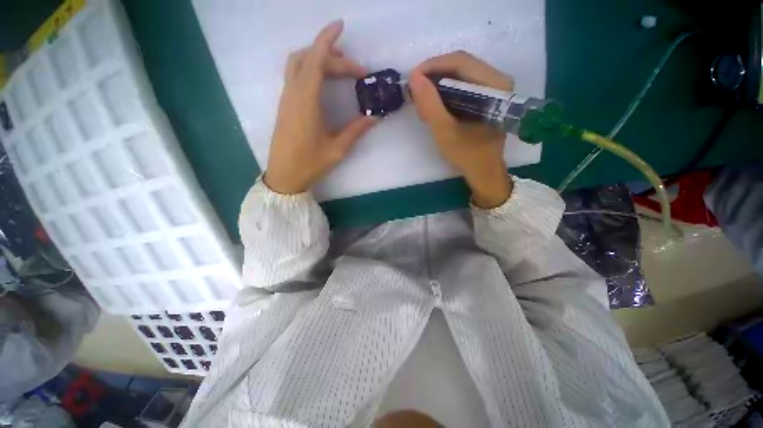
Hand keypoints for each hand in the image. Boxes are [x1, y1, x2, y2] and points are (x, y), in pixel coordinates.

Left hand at [264, 20, 376, 194]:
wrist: (284, 175)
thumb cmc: (310, 164)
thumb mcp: (337, 149)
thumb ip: (356, 130)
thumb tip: (374, 118)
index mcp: (306, 101)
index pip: (316, 60)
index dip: (327, 40)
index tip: (340, 25)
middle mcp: (293, 93)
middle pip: (309, 59)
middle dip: (332, 57)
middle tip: (356, 71)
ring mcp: (286, 99)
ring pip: (298, 64)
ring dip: (318, 59)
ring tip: (340, 70)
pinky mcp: (285, 105)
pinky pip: (295, 76)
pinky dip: (310, 70)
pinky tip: (325, 83)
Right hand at [409, 51, 513, 207]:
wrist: (484, 171)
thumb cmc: (467, 155)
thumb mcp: (445, 132)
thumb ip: (430, 105)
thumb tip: (414, 78)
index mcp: (494, 86)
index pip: (460, 61)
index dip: (432, 66)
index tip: (411, 80)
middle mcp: (497, 80)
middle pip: (460, 65)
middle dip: (433, 78)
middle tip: (415, 95)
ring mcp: (493, 88)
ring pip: (459, 75)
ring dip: (437, 87)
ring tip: (423, 105)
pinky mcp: (487, 97)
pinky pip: (462, 86)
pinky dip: (445, 94)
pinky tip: (434, 108)